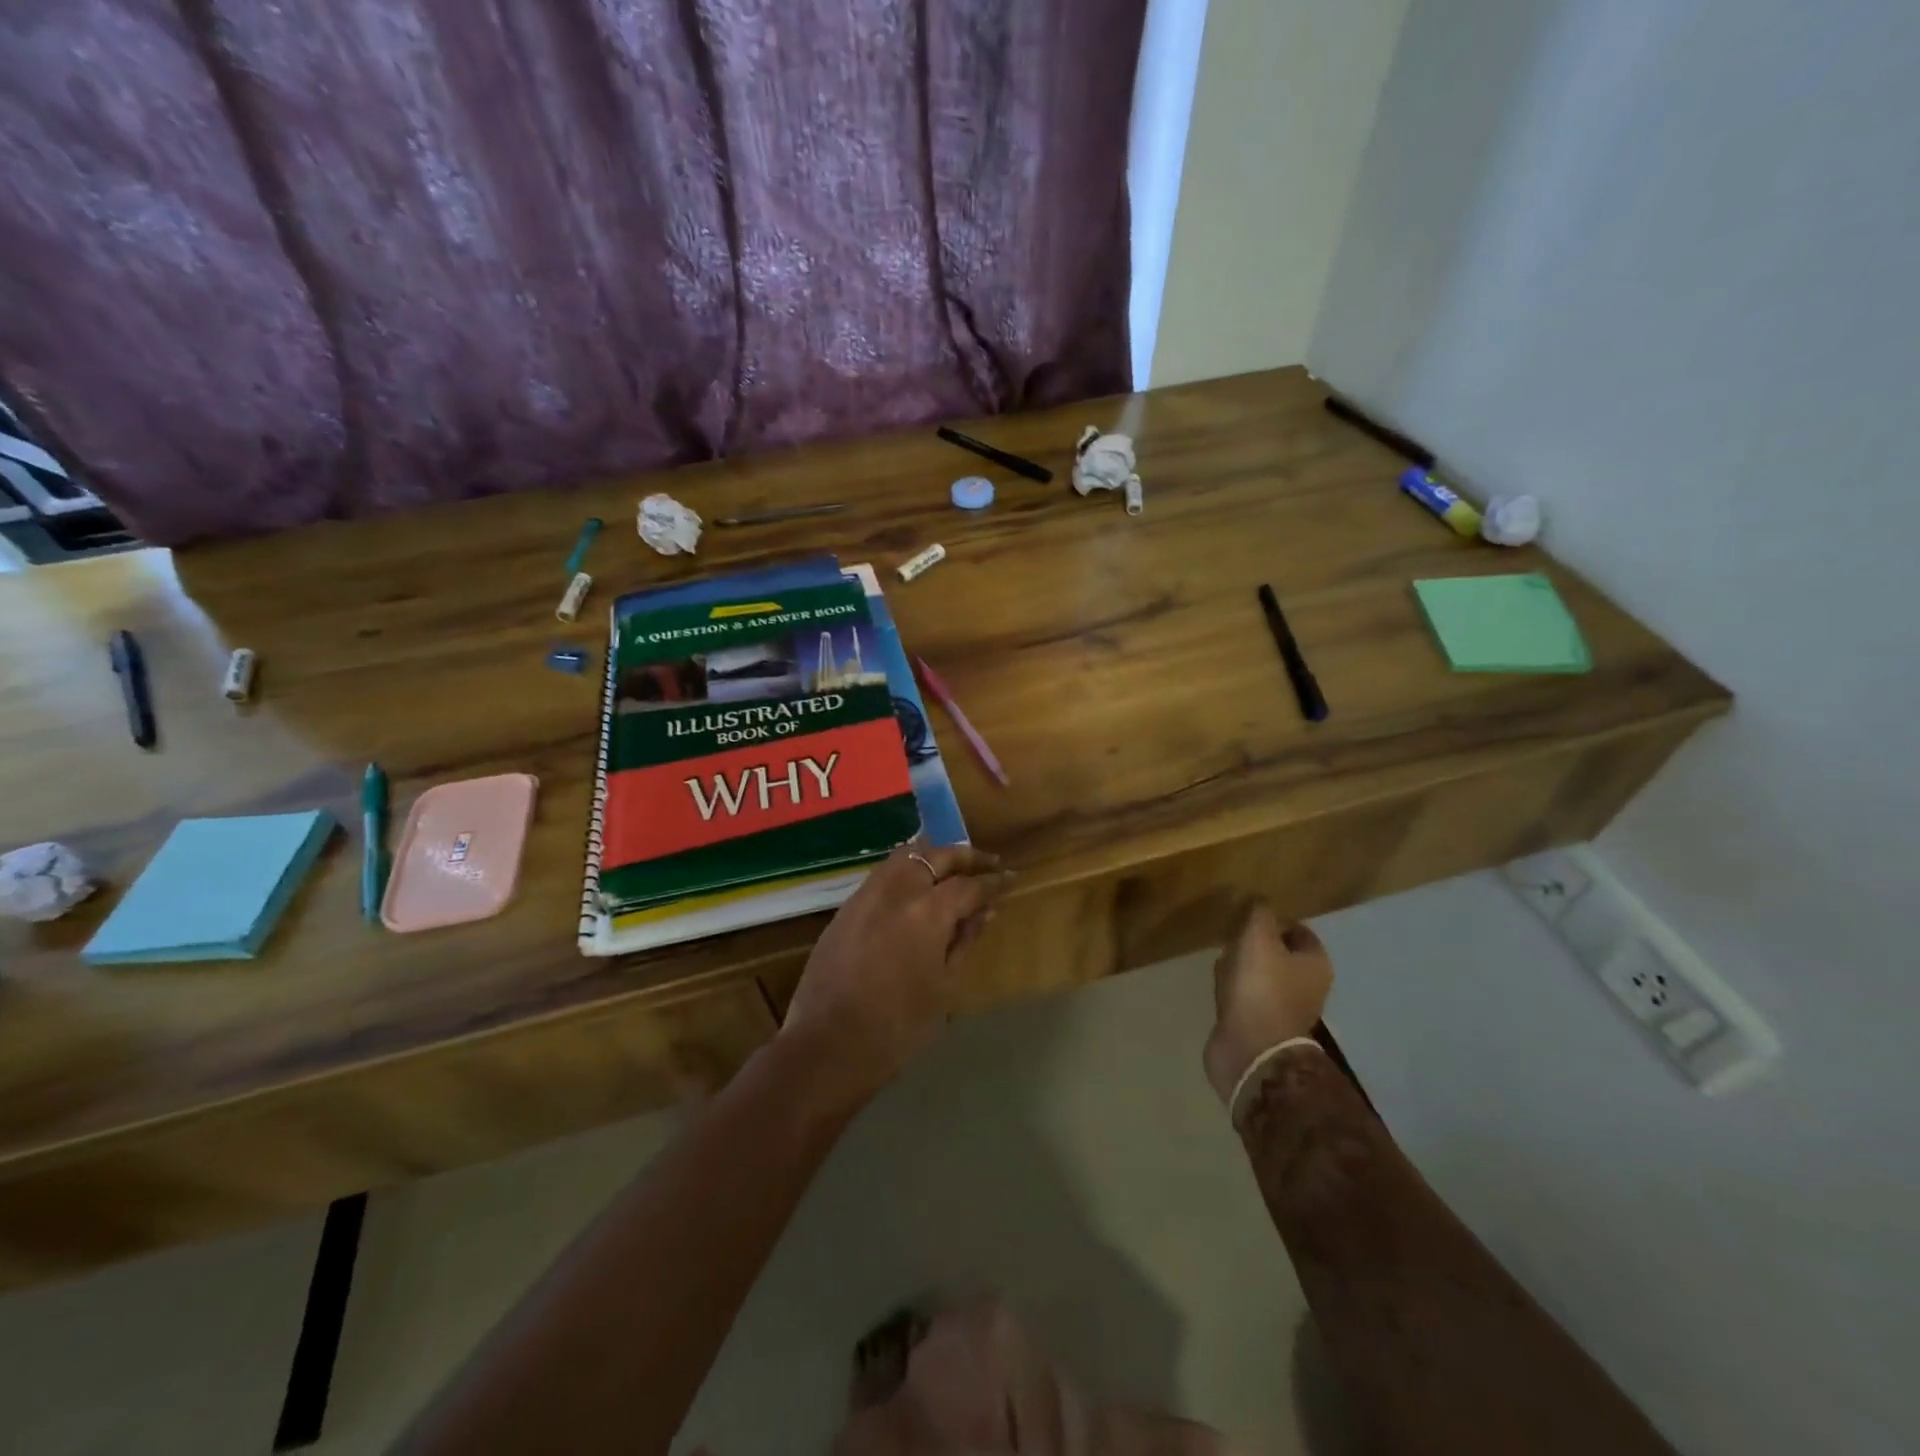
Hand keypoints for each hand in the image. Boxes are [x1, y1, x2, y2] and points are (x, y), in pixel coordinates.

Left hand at [782, 843, 1010, 1102]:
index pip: (970, 884)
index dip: (994, 882)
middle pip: (936, 856)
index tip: (1011, 878)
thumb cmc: (899, 1026)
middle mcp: (896, 890)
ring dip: (933, 858)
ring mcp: (866, 895)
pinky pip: (883, 876)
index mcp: (927, 910)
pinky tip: (916, 891)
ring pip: (905, 857)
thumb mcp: (943, 985)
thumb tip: (985, 912)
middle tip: (987, 865)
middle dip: (965, 858)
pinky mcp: (845, 909)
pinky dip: (906, 873)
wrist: (829, 1045)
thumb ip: (963, 941)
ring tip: (952, 871)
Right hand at [1203, 903, 1333, 1106]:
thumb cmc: (1261, 988)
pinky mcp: (1260, 1025)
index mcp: (1315, 964)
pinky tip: (1218, 982)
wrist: (1250, 1050)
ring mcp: (1284, 1008)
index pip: (1300, 931)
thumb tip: (1259, 901)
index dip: (1276, 919)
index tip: (1249, 913)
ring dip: (1242, 964)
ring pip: (1262, 974)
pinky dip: (1234, 987)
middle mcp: (1307, 986)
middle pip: (1281, 953)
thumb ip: (1259, 913)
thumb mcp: (1258, 938)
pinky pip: (1247, 995)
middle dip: (1256, 942)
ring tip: (1221, 956)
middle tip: (1232, 934)